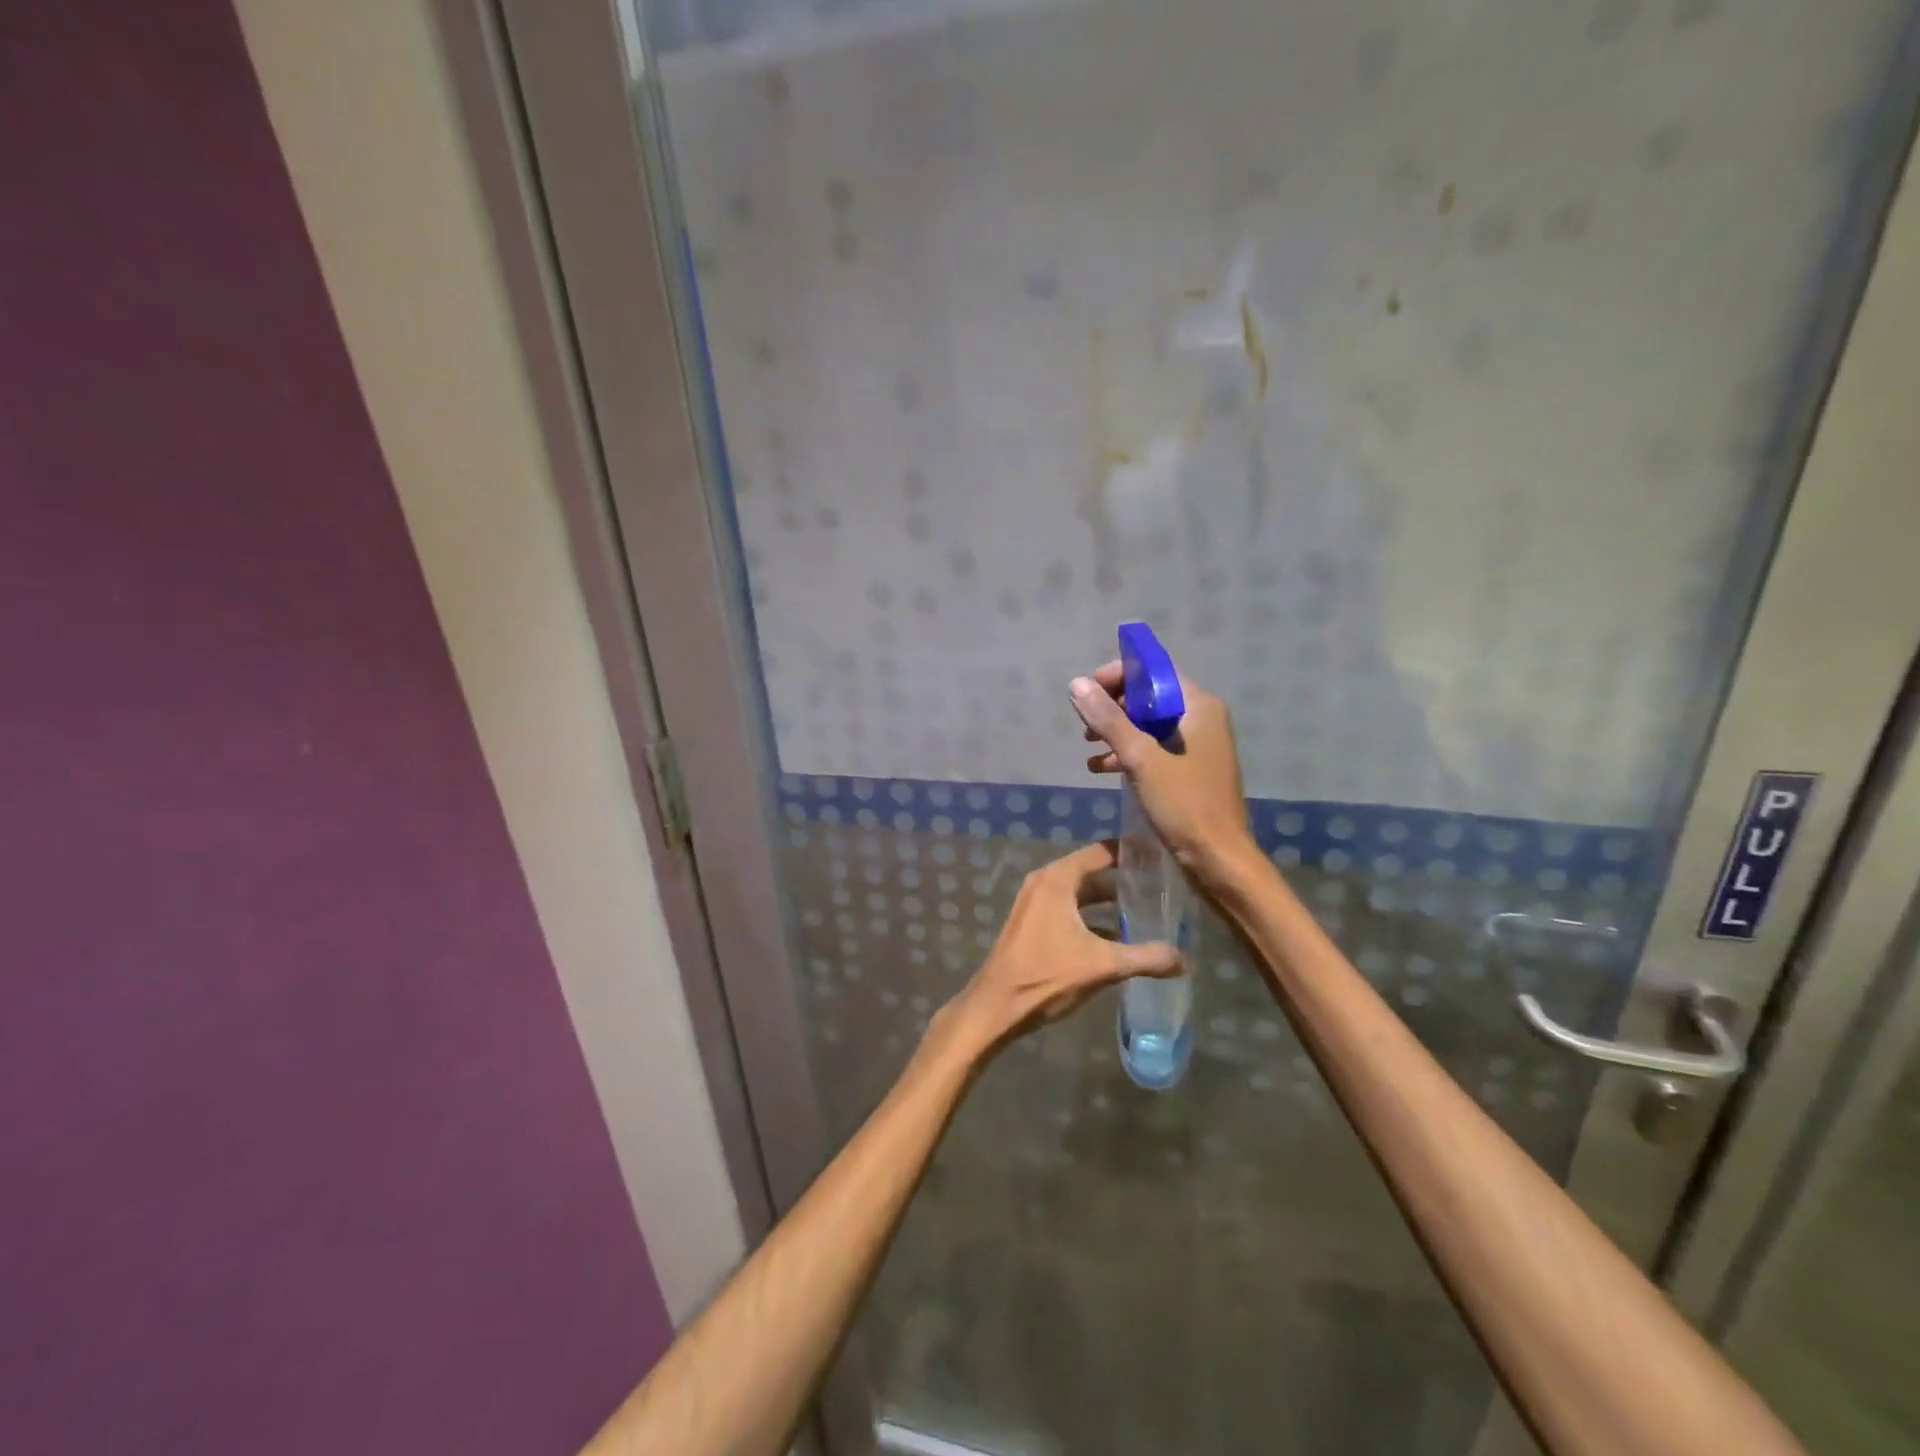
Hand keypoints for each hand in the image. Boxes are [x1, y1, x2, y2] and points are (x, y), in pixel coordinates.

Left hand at [946, 840, 1183, 1054]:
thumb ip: (1146, 958)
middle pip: (1091, 872)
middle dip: (1123, 880)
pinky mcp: (1031, 924)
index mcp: (1057, 880)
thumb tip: (1186, 960)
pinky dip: (1090, 918)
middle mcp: (1044, 883)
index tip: (1159, 857)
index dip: (1130, 852)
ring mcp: (1034, 903)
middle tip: (1159, 886)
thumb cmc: (1046, 976)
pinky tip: (1116, 938)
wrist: (996, 1007)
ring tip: (1144, 912)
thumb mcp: (1103, 965)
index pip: (1100, 852)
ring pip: (1079, 894)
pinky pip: (1067, 910)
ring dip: (1107, 902)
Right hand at [1069, 662, 1255, 885]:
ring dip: (1117, 731)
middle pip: (1150, 697)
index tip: (1089, 691)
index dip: (1120, 674)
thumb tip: (1077, 685)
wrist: (1218, 860)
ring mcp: (1197, 747)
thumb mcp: (1140, 759)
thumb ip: (1108, 720)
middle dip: (1114, 706)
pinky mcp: (1189, 771)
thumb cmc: (1184, 804)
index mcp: (1199, 707)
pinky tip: (1100, 769)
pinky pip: (1153, 750)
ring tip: (1087, 746)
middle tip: (1085, 724)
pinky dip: (1128, 754)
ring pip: (1148, 725)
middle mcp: (1201, 720)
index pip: (1156, 671)